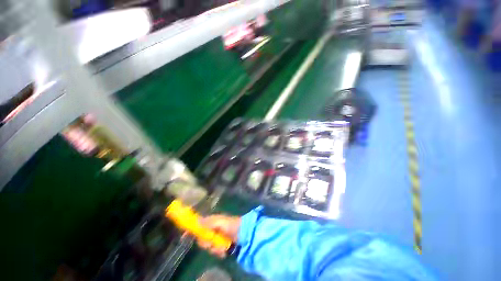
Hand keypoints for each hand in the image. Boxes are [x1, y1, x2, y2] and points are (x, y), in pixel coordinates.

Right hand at [196, 214, 240, 257]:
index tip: (193, 237)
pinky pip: (216, 252)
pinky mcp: (221, 247)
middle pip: (203, 240)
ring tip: (222, 247)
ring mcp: (217, 239)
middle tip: (212, 243)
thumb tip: (197, 221)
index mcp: (212, 223)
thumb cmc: (230, 225)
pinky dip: (220, 252)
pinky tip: (225, 251)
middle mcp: (213, 231)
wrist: (243, 233)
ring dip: (215, 249)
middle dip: (207, 244)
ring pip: (209, 247)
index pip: (200, 227)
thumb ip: (208, 222)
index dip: (197, 232)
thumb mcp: (219, 222)